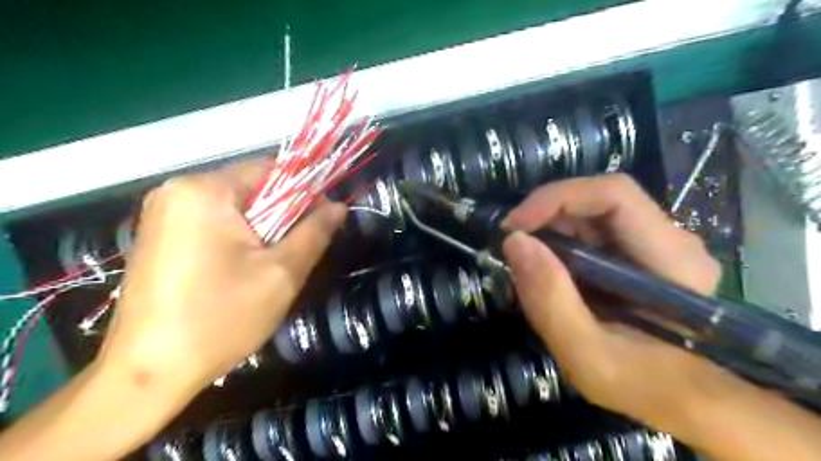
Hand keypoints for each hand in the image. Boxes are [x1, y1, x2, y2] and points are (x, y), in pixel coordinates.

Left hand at [97, 158, 344, 402]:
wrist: (148, 374)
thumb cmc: (221, 318)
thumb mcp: (282, 273)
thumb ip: (315, 232)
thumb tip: (339, 206)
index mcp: (204, 191)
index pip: (271, 169)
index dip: (305, 191)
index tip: (323, 221)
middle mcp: (177, 190)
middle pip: (252, 189)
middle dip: (282, 216)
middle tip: (296, 252)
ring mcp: (163, 214)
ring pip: (236, 208)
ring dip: (262, 230)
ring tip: (270, 266)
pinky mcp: (159, 236)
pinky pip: (214, 224)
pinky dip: (239, 239)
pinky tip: (241, 271)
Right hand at [500, 174, 724, 426]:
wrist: (684, 400)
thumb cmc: (643, 385)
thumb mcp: (587, 356)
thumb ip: (551, 301)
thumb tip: (515, 241)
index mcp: (671, 259)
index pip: (614, 194)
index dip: (557, 199)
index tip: (513, 227)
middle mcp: (671, 239)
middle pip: (601, 198)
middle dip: (548, 213)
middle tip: (513, 243)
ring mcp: (657, 243)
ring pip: (594, 211)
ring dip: (552, 226)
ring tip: (526, 258)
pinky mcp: (641, 252)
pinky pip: (594, 228)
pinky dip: (561, 239)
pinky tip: (548, 266)